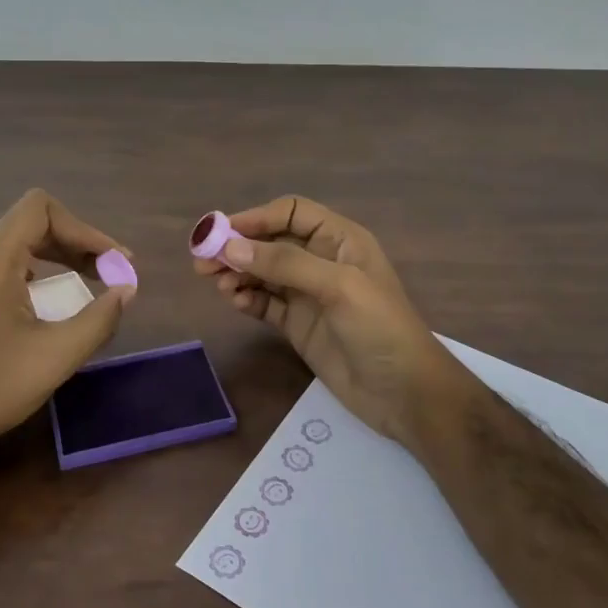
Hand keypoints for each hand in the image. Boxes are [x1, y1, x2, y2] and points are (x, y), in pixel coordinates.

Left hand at [0, 189, 131, 467]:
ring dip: (61, 258)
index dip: (84, 228)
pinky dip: (41, 274)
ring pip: (21, 245)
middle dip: (79, 244)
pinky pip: (8, 266)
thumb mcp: (57, 355)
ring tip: (92, 284)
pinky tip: (56, 301)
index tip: (113, 262)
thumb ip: (100, 318)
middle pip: (33, 225)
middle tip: (113, 273)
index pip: (40, 209)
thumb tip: (126, 289)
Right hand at [193, 195, 469, 452]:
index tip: (220, 233)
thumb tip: (231, 247)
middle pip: (270, 242)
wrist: (405, 394)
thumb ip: (284, 264)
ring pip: (262, 273)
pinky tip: (234, 302)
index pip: (290, 213)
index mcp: (339, 240)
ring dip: (237, 273)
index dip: (255, 218)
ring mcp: (308, 295)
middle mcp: (321, 261)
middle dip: (237, 247)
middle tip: (202, 262)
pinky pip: (264, 303)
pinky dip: (246, 299)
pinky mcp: (298, 325)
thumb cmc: (380, 329)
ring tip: (216, 285)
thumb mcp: (337, 287)